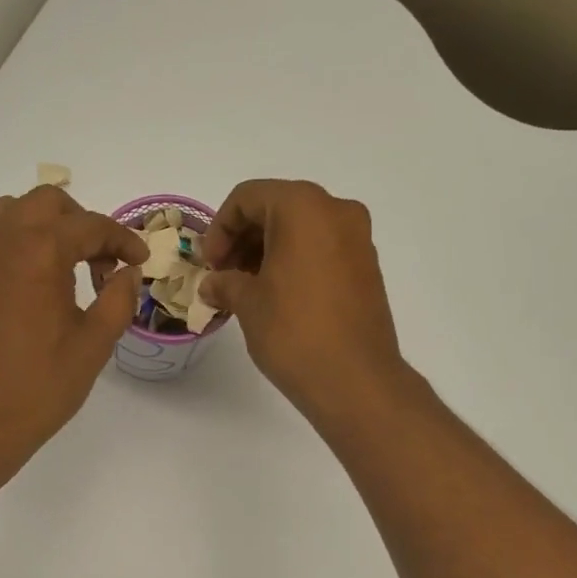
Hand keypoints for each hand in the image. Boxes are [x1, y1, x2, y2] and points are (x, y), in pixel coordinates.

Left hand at [0, 186, 146, 457]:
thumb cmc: (41, 386)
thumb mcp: (94, 345)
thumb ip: (118, 299)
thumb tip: (128, 273)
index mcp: (38, 250)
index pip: (89, 225)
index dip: (122, 239)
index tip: (140, 260)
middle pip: (46, 203)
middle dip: (81, 223)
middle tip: (102, 263)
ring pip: (11, 213)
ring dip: (45, 228)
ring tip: (66, 269)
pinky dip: (18, 246)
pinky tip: (33, 288)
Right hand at [200, 179, 410, 425]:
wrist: (355, 380)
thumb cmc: (294, 332)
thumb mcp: (248, 304)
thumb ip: (225, 284)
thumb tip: (213, 285)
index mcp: (303, 207)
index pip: (248, 197)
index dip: (219, 229)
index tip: (209, 265)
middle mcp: (337, 211)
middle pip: (277, 208)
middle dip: (244, 239)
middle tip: (223, 276)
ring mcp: (358, 239)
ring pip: (302, 230)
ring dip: (268, 252)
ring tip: (247, 291)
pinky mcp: (367, 268)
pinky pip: (322, 250)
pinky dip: (295, 263)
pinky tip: (277, 298)